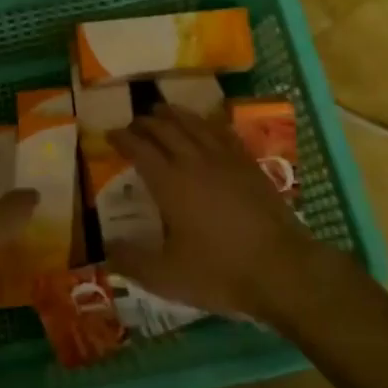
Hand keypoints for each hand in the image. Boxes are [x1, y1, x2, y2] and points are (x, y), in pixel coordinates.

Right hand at [108, 104, 324, 320]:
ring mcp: (225, 159)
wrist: (282, 269)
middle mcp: (194, 161)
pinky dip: (206, 122)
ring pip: (194, 124)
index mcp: (170, 183)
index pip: (139, 149)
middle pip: (165, 129)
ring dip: (174, 114)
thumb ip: (131, 261)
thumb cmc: (220, 272)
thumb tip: (105, 249)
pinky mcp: (249, 164)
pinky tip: (205, 125)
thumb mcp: (167, 277)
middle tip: (133, 122)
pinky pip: (222, 132)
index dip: (122, 138)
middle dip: (145, 122)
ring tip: (163, 110)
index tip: (110, 134)